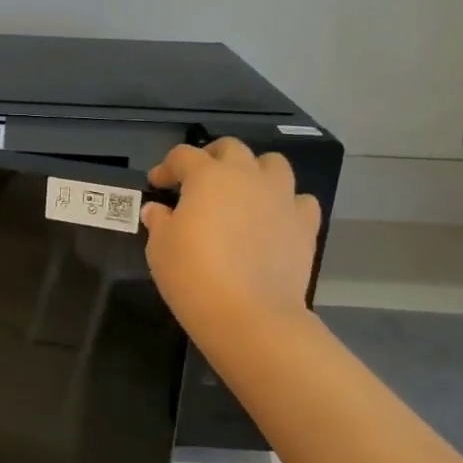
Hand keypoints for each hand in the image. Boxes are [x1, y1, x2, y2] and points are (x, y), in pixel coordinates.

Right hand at [142, 139, 321, 345]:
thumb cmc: (193, 275)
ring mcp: (281, 198)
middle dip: (212, 157)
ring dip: (255, 171)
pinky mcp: (304, 225)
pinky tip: (274, 219)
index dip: (167, 167)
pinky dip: (286, 203)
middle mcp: (247, 177)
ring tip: (242, 193)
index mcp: (208, 176)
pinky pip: (300, 200)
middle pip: (232, 148)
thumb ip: (159, 222)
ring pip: (274, 164)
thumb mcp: (160, 248)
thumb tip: (157, 210)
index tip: (157, 185)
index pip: (184, 156)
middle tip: (199, 180)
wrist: (249, 314)